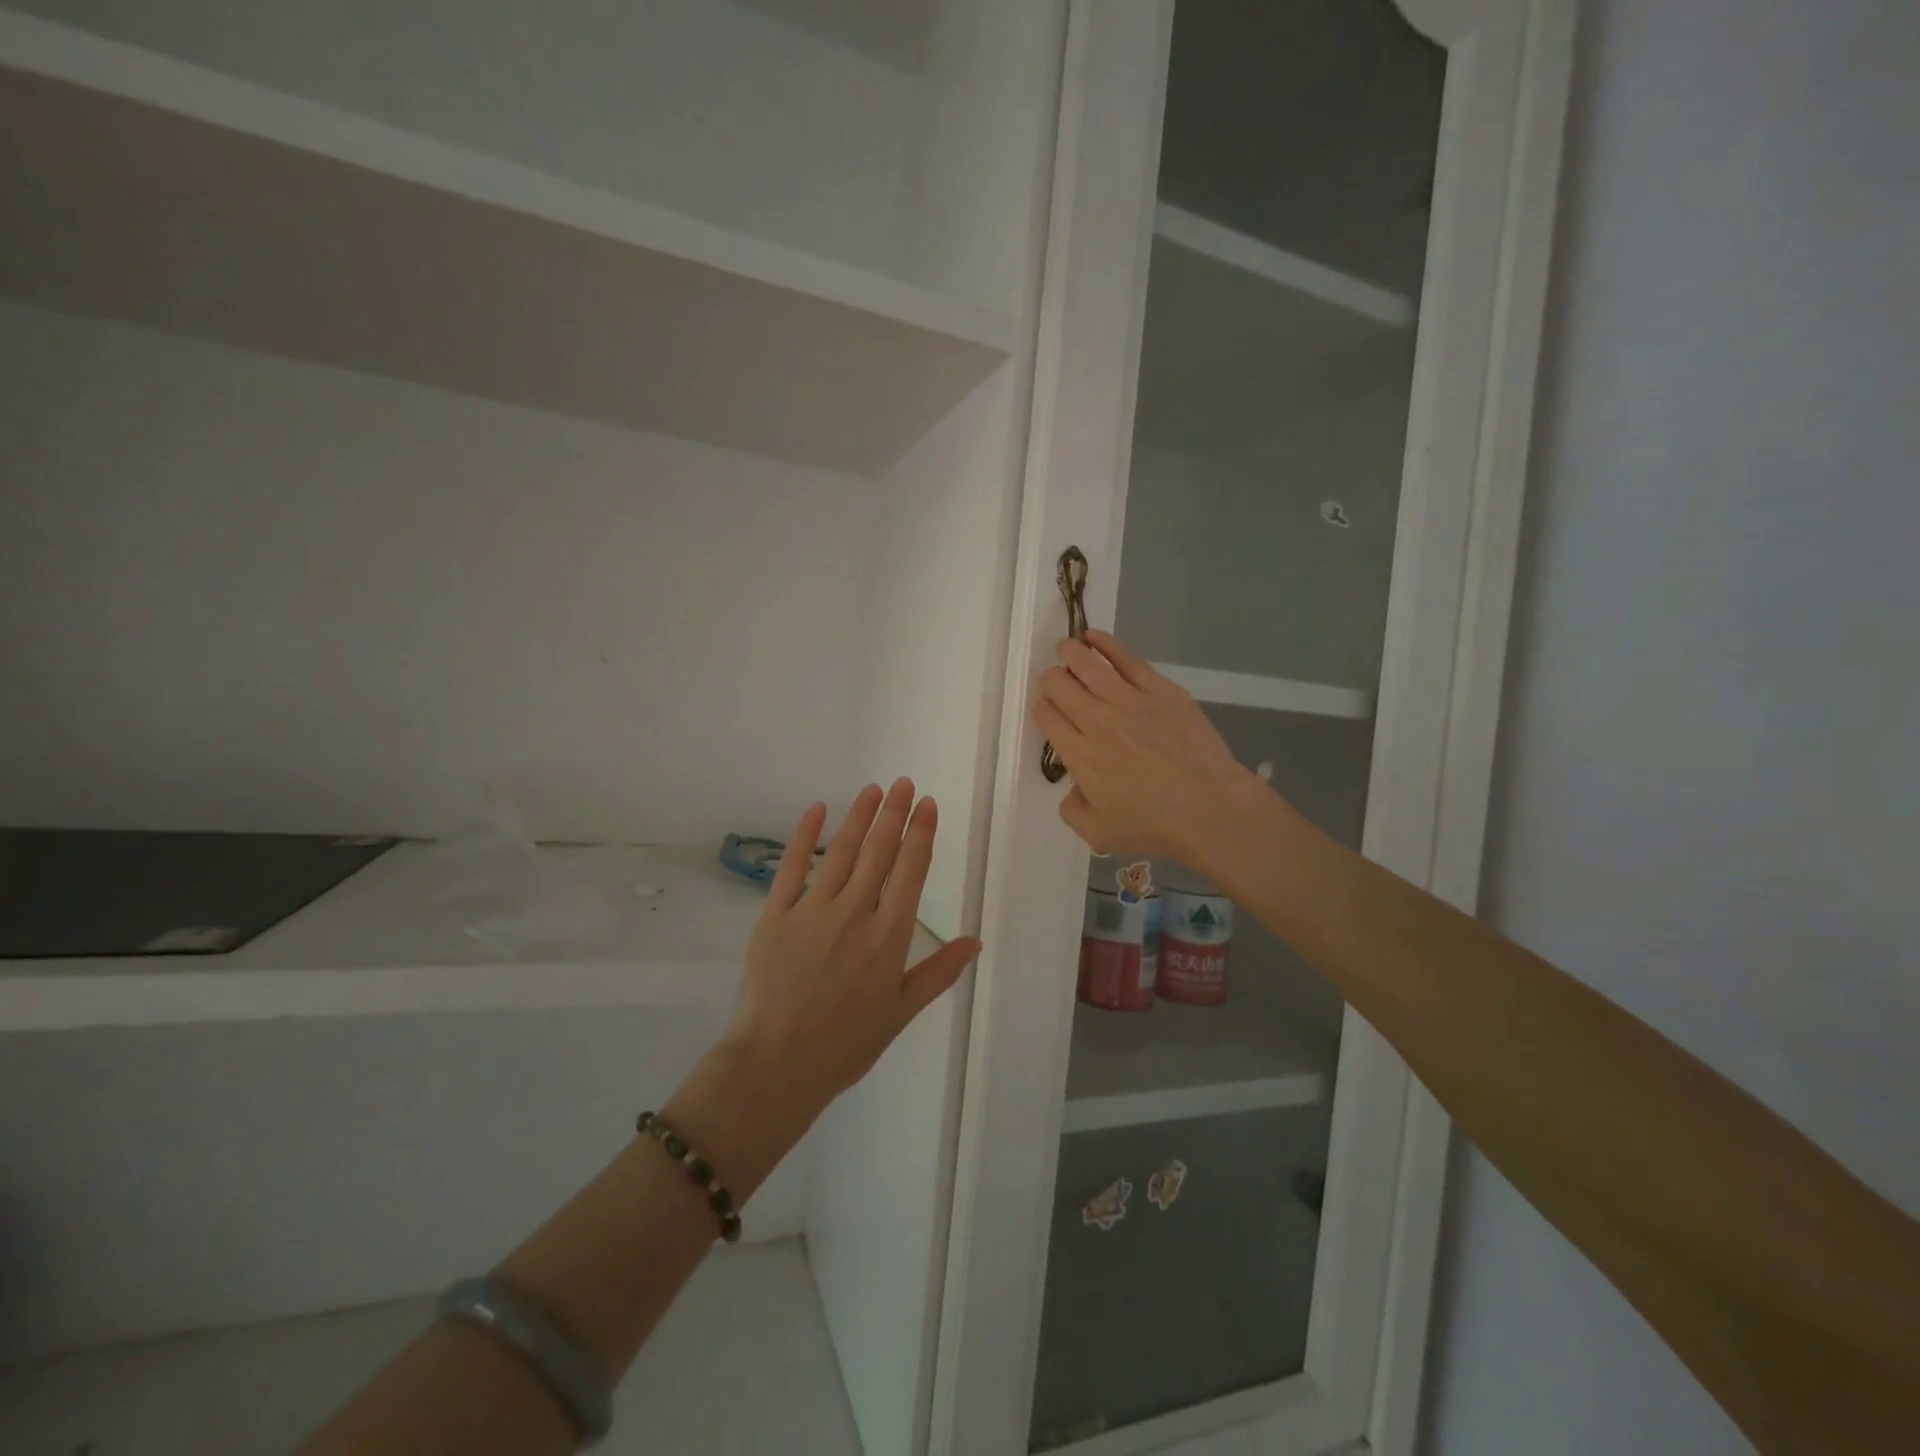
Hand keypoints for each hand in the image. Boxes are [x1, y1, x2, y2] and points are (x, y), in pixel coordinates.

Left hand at [722, 781, 979, 1124]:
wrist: (776, 1065)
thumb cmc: (845, 1044)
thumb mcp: (901, 1012)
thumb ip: (939, 972)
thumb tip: (975, 940)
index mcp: (889, 936)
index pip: (911, 870)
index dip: (921, 833)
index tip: (927, 804)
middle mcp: (855, 912)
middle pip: (879, 852)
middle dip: (894, 813)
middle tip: (904, 783)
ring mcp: (812, 910)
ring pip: (842, 851)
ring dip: (859, 816)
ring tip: (873, 789)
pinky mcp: (775, 914)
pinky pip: (791, 866)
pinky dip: (805, 835)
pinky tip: (817, 810)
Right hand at [1034, 629, 1262, 864]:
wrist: (1210, 808)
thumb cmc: (1154, 825)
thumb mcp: (1099, 834)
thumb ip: (1072, 811)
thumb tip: (1072, 789)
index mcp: (1079, 755)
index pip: (1046, 716)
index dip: (1043, 709)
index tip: (1050, 712)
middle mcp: (1096, 721)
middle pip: (1058, 685)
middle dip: (1051, 680)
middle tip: (1058, 683)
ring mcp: (1129, 701)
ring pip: (1086, 664)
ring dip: (1069, 652)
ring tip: (1065, 648)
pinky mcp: (1159, 689)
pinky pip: (1125, 658)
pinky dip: (1104, 643)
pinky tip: (1094, 637)